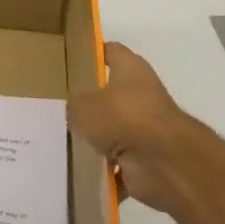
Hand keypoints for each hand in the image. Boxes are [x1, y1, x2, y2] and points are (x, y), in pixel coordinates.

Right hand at [67, 42, 217, 212]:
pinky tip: (79, 172)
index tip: (70, 62)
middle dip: (89, 104)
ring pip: (112, 131)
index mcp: (130, 69)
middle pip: (109, 94)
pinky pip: (117, 164)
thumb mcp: (83, 105)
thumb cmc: (123, 118)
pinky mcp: (146, 159)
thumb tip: (75, 112)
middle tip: (59, 109)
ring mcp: (145, 128)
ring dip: (95, 140)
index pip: (110, 51)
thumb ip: (74, 105)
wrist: (164, 163)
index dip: (92, 54)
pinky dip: (103, 170)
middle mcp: (141, 94)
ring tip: (64, 143)